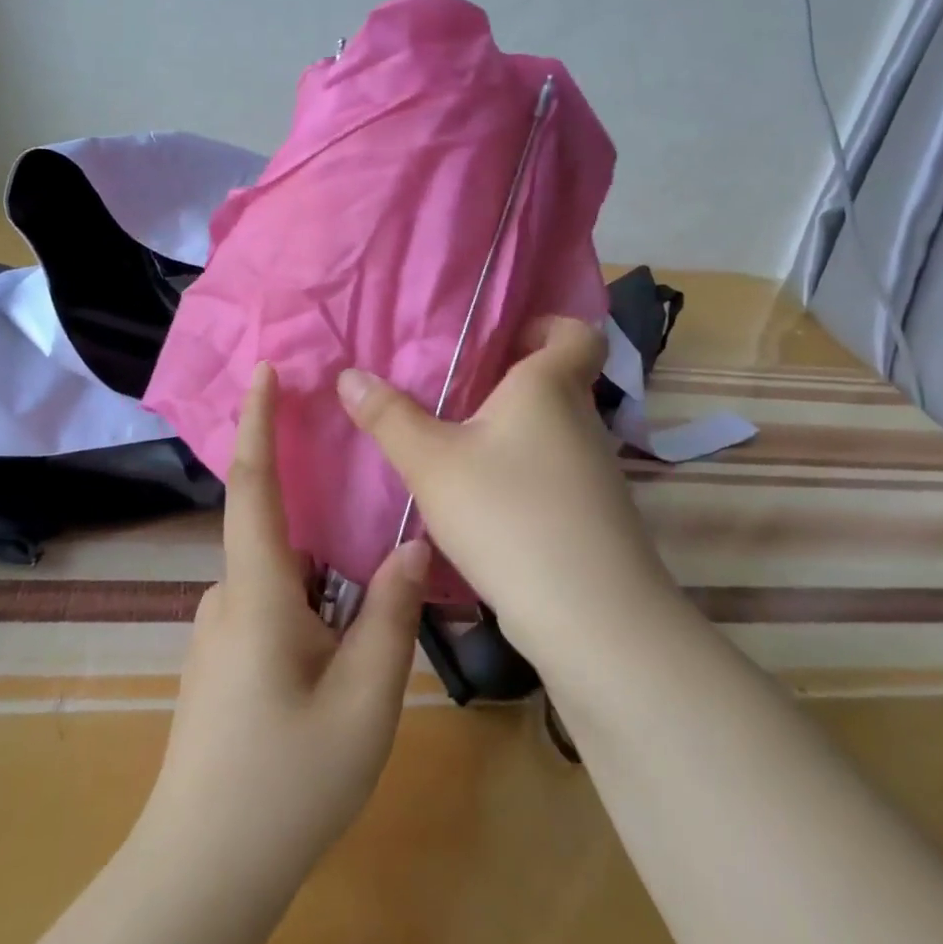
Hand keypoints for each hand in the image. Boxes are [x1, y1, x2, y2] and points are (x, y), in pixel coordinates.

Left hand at [143, 362, 429, 882]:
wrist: (201, 874)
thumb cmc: (286, 781)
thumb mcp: (363, 700)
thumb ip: (390, 615)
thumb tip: (412, 545)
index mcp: (258, 593)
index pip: (252, 486)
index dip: (257, 422)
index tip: (265, 370)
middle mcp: (228, 598)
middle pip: (277, 531)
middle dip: (317, 508)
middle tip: (369, 512)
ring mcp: (220, 631)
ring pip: (282, 576)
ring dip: (322, 574)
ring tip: (368, 609)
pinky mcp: (222, 660)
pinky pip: (272, 605)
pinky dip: (309, 603)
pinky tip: (340, 650)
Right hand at [336, 317, 672, 668]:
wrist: (591, 617)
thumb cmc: (509, 514)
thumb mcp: (432, 463)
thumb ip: (388, 417)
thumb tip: (348, 375)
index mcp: (550, 386)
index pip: (578, 332)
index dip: (547, 326)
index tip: (501, 341)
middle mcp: (581, 419)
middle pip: (554, 381)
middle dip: (506, 382)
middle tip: (450, 392)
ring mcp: (594, 470)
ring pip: (550, 430)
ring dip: (510, 432)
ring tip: (455, 445)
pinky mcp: (592, 514)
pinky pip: (553, 471)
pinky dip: (521, 473)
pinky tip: (482, 500)